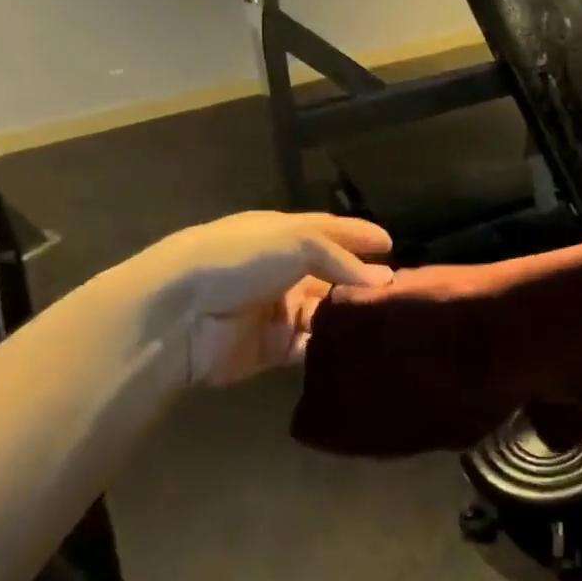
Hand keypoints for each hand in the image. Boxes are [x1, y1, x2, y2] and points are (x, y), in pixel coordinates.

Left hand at [97, 211, 393, 385]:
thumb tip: (384, 280)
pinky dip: (332, 345)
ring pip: (324, 311)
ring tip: (389, 321)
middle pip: (330, 274)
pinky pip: (311, 345)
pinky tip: (360, 345)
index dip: (359, 236)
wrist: (180, 314)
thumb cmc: (240, 260)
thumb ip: (342, 259)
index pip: (328, 232)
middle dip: (361, 281)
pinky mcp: (273, 348)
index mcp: (281, 235)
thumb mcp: (297, 241)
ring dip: (350, 315)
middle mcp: (281, 269)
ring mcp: (277, 309)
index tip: (391, 245)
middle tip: (401, 291)